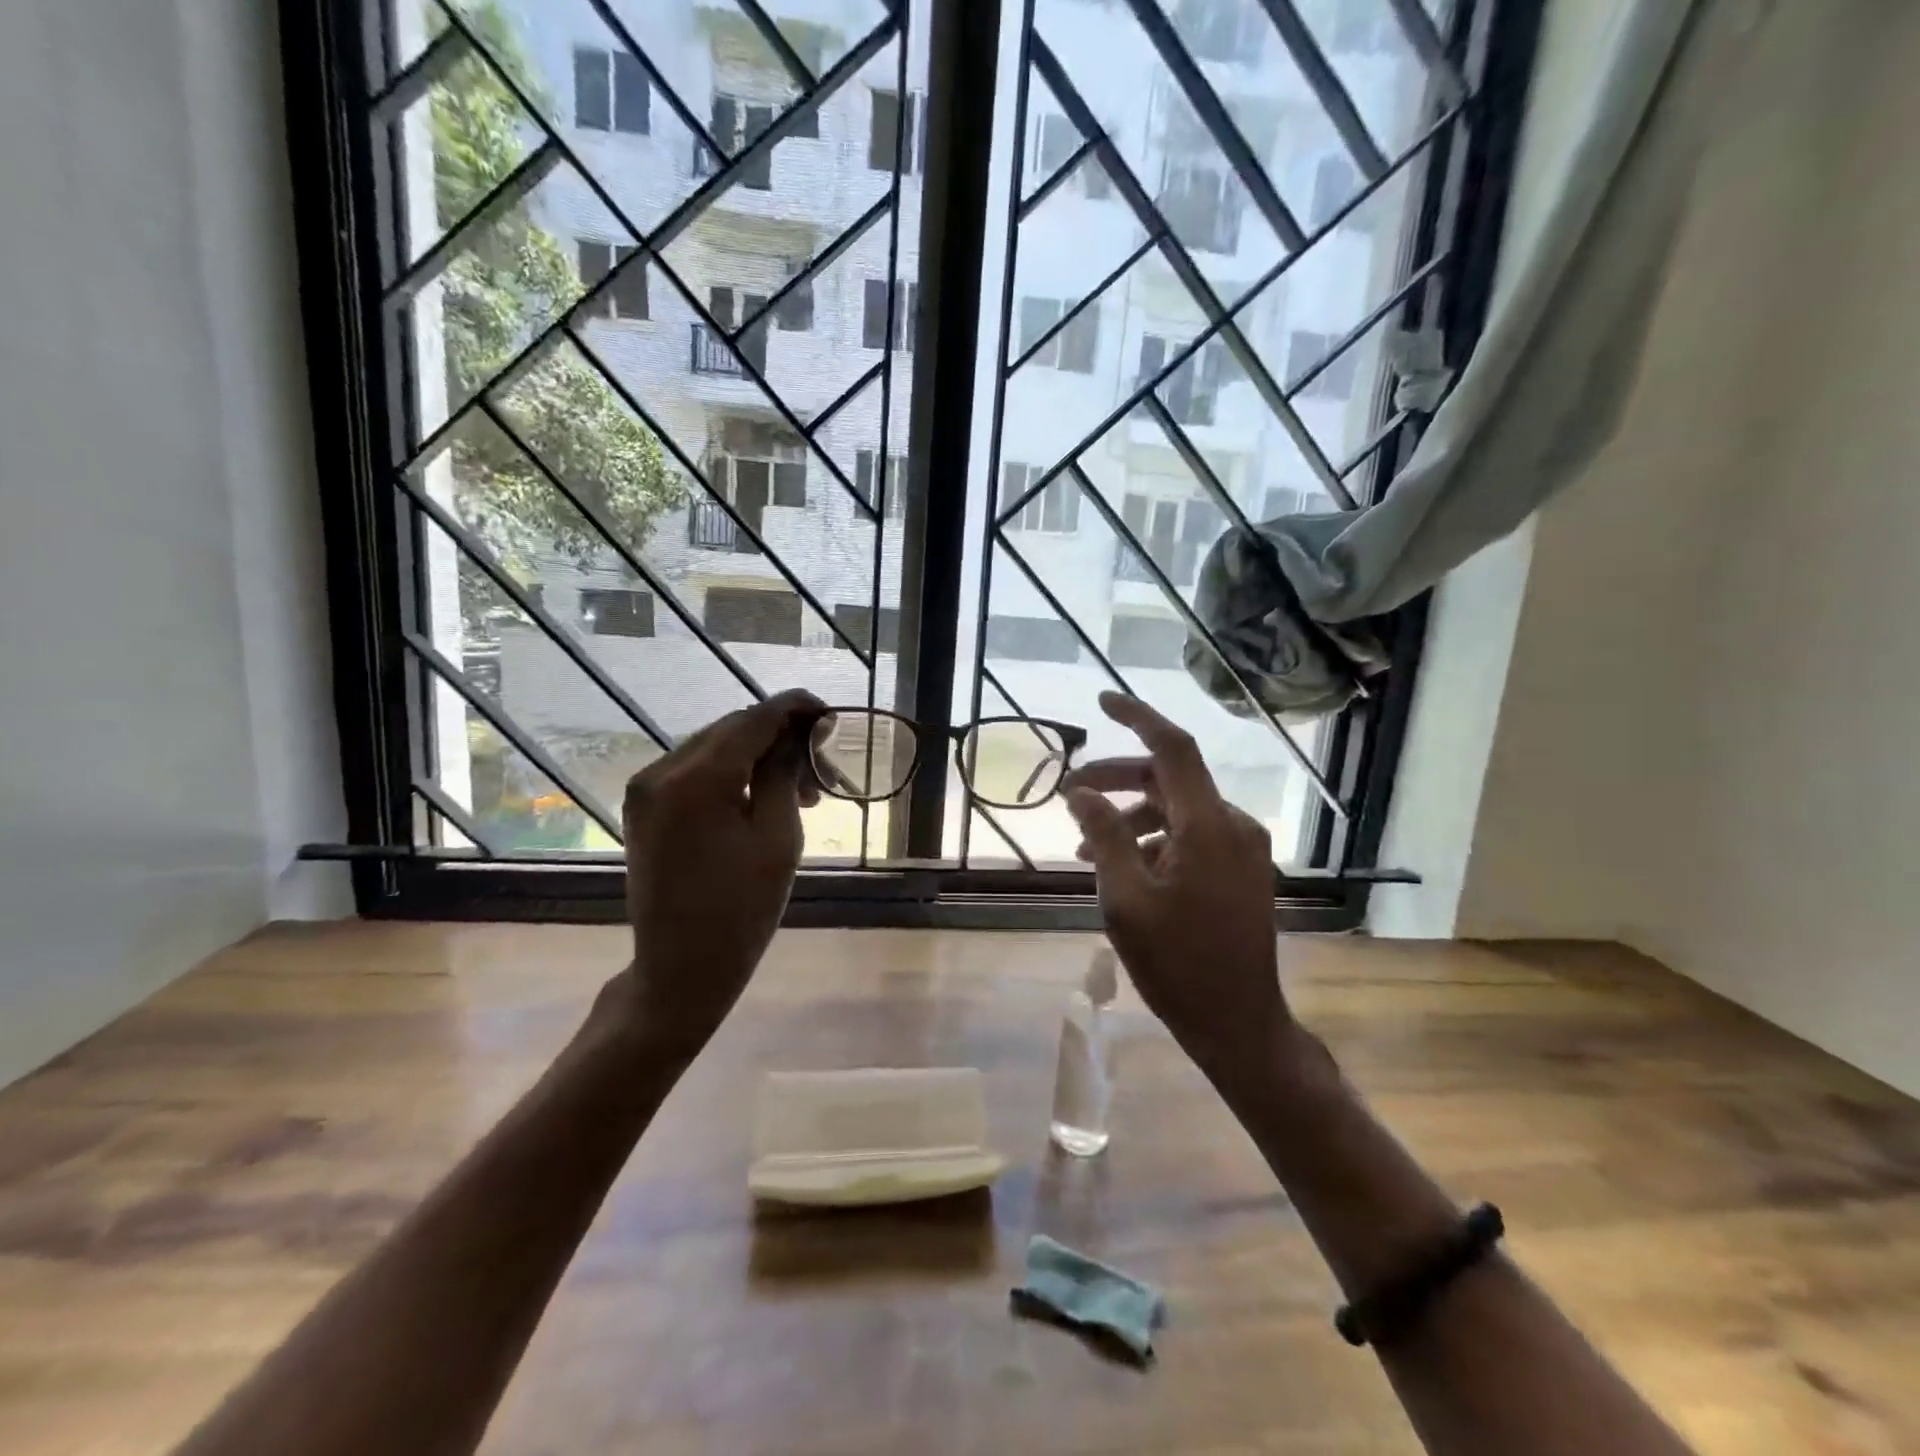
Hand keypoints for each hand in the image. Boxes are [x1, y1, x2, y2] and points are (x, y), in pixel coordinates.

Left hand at [614, 689, 825, 1060]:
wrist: (681, 969)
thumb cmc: (742, 911)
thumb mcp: (778, 837)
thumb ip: (787, 773)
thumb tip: (804, 730)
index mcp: (696, 778)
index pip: (754, 719)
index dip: (797, 709)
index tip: (832, 715)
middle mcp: (661, 771)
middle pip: (733, 729)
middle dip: (781, 739)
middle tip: (823, 771)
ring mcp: (646, 788)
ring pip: (715, 748)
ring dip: (760, 758)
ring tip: (801, 793)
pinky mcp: (644, 807)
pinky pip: (696, 771)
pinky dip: (733, 775)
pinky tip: (763, 798)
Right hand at [1062, 692, 1291, 1092]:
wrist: (1238, 1023)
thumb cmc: (1177, 963)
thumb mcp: (1125, 898)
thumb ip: (1104, 836)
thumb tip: (1081, 792)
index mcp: (1207, 826)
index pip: (1172, 749)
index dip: (1137, 718)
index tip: (1102, 702)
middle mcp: (1232, 825)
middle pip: (1169, 779)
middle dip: (1117, 779)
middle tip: (1071, 794)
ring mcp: (1242, 849)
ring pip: (1179, 809)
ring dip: (1132, 816)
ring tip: (1087, 846)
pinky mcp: (1242, 870)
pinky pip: (1194, 835)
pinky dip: (1156, 838)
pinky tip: (1125, 867)